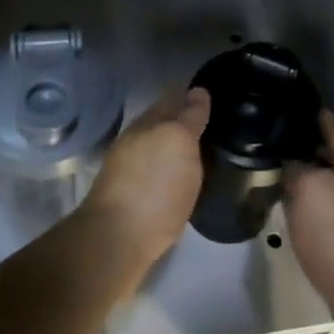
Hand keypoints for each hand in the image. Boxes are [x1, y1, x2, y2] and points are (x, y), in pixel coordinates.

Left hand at [80, 88, 208, 274]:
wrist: (117, 242)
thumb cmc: (154, 185)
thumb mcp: (180, 141)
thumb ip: (190, 116)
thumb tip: (198, 92)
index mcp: (147, 123)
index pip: (173, 99)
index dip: (194, 96)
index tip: (216, 98)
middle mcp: (136, 142)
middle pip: (164, 125)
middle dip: (185, 122)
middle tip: (216, 127)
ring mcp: (129, 172)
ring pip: (159, 151)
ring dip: (178, 149)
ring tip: (206, 154)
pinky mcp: (131, 201)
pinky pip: (158, 176)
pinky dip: (172, 173)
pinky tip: (186, 182)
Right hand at [284, 112, 333, 333]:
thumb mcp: (309, 189)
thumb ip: (295, 169)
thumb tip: (288, 164)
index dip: (318, 116)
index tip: (295, 105)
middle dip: (310, 149)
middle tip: (276, 142)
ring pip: (332, 190)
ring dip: (310, 182)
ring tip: (278, 176)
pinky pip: (330, 218)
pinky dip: (312, 211)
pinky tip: (294, 216)